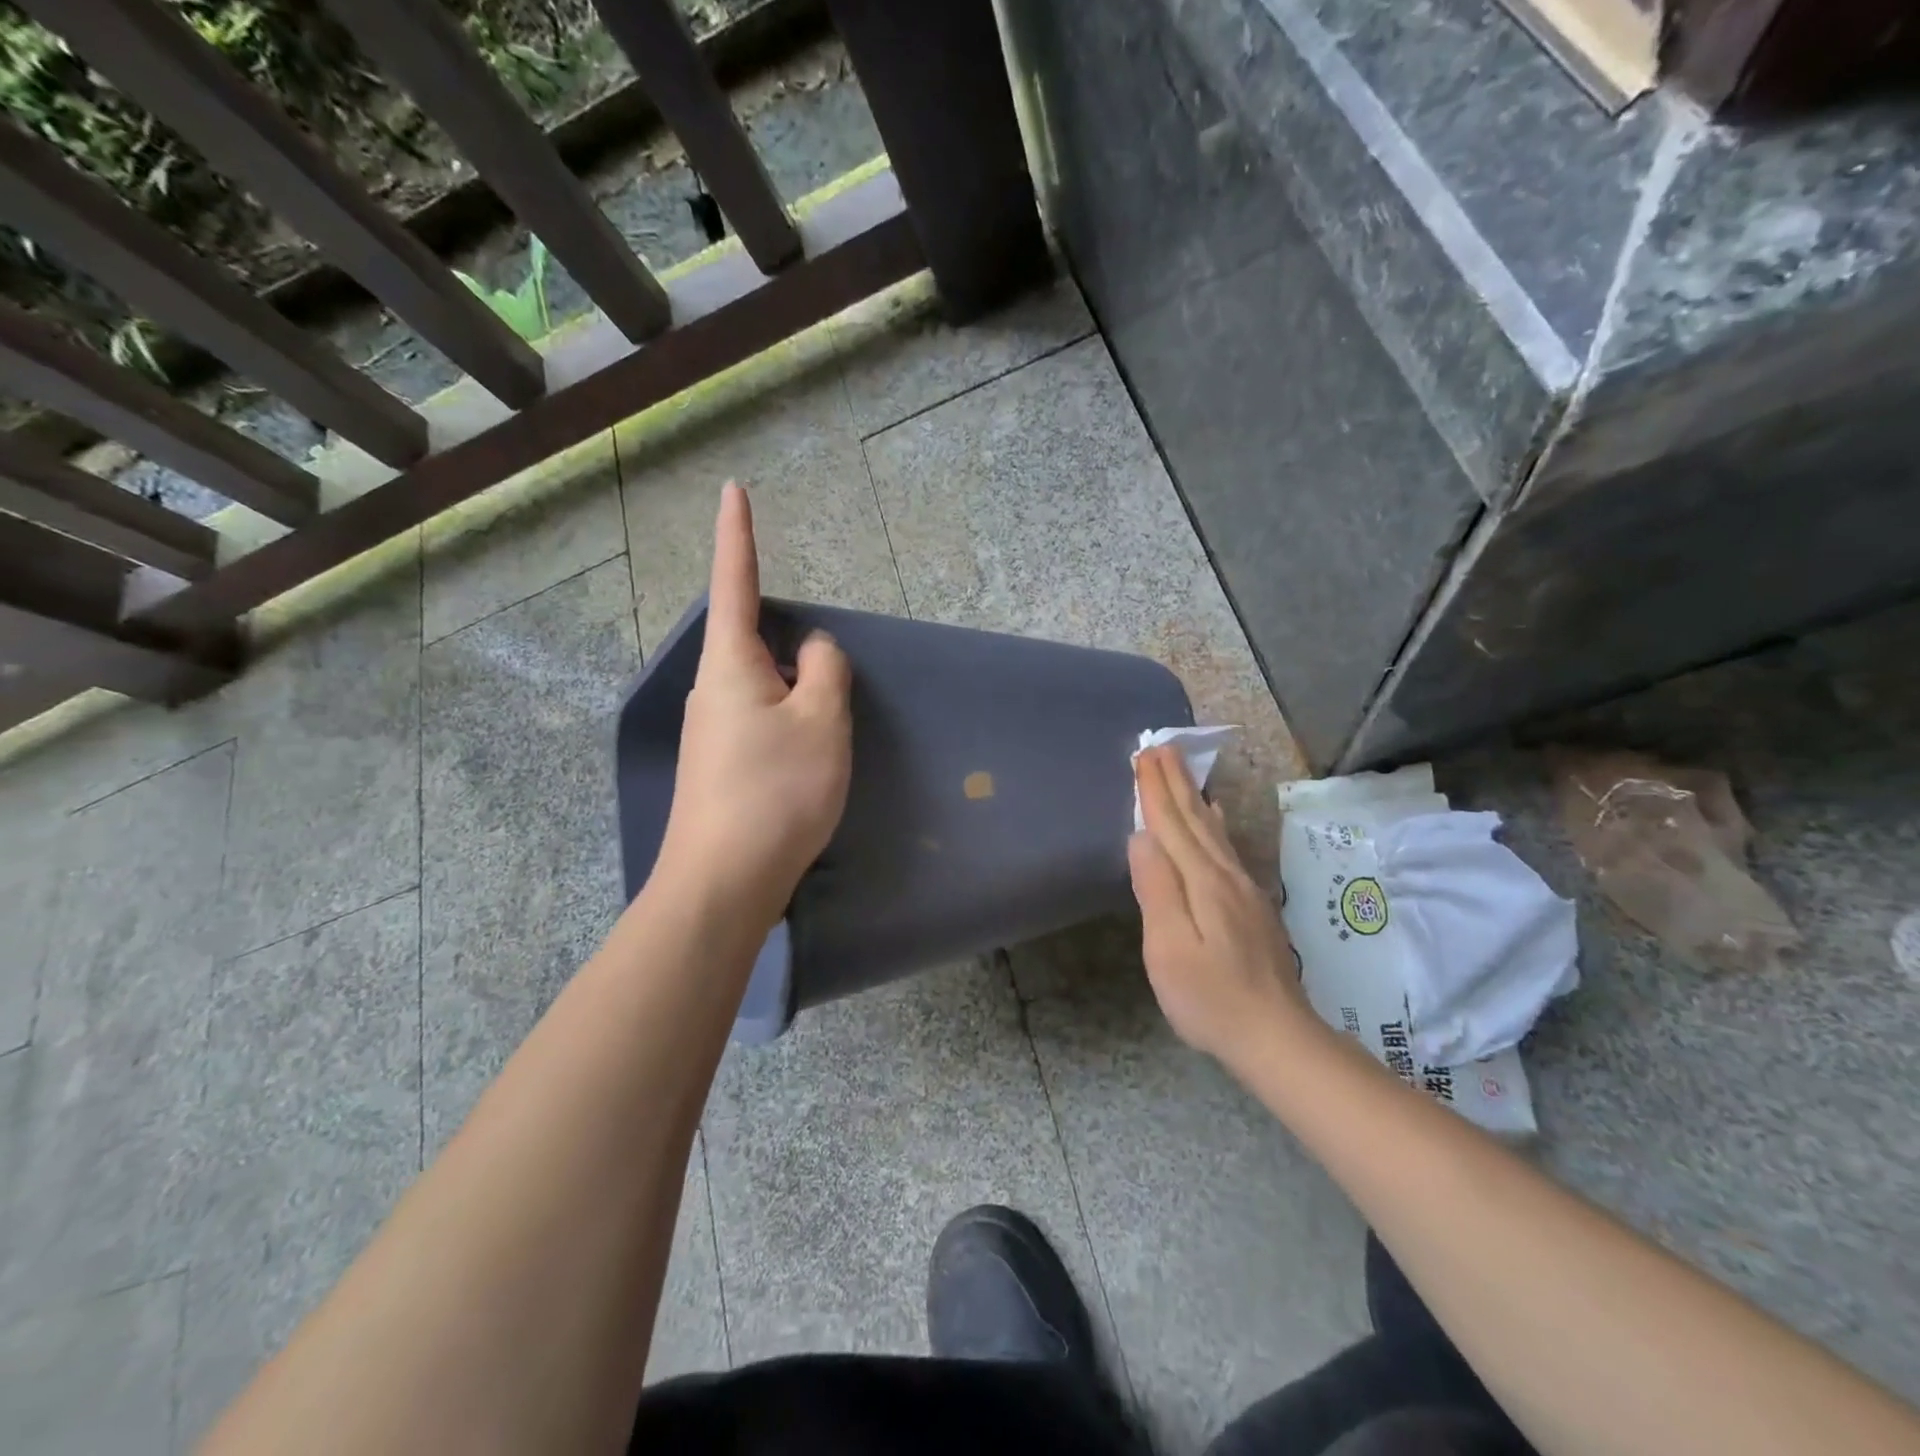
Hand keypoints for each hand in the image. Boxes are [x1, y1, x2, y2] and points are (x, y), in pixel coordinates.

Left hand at [656, 484, 852, 925]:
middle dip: (795, 652)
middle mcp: (712, 689)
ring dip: (797, 698)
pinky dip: (790, 728)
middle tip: (828, 696)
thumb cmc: (777, 791)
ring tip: (824, 741)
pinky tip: (806, 765)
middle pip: (758, 644)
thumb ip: (826, 669)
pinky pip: (762, 723)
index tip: (732, 491)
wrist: (724, 881)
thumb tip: (814, 651)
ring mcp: (711, 730)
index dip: (738, 535)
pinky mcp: (720, 766)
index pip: (736, 582)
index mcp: (731, 664)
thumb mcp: (822, 720)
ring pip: (765, 689)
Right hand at [1128, 746, 1307, 1065]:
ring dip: (1193, 796)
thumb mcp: (1169, 948)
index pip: (1172, 826)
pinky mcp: (1251, 906)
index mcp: (1203, 883)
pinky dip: (1215, 823)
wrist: (1276, 1037)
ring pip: (1213, 830)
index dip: (1155, 790)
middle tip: (1160, 746)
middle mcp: (1226, 876)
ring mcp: (1243, 890)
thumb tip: (1141, 837)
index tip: (1142, 754)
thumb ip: (1156, 889)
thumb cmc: (1210, 998)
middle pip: (1195, 819)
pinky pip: (1226, 847)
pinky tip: (1216, 816)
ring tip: (1182, 770)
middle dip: (1175, 782)